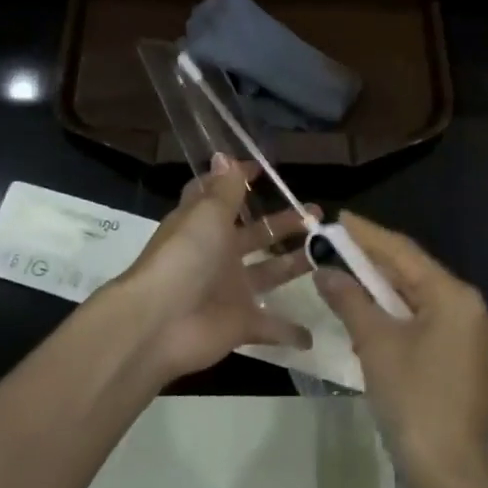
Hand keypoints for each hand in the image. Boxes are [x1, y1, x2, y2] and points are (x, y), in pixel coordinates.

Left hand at [111, 156, 315, 382]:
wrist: (160, 323)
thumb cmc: (185, 257)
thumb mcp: (207, 214)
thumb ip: (224, 189)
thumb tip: (223, 154)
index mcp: (205, 224)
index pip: (220, 196)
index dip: (238, 182)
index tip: (263, 170)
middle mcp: (217, 254)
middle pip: (255, 234)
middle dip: (284, 224)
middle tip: (316, 214)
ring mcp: (229, 290)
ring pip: (268, 273)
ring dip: (294, 265)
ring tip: (326, 253)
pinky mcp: (240, 324)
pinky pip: (270, 327)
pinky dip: (289, 331)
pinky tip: (313, 333)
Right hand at [314, 211, 487, 487]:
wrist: (450, 477)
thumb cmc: (413, 401)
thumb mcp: (375, 344)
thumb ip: (350, 299)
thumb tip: (325, 271)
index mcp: (456, 297)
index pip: (404, 252)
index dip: (368, 235)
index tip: (339, 218)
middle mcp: (473, 308)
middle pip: (416, 273)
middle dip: (374, 262)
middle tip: (337, 246)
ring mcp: (476, 337)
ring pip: (422, 299)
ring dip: (385, 290)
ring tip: (348, 275)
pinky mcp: (470, 360)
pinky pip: (430, 323)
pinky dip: (401, 316)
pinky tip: (373, 315)